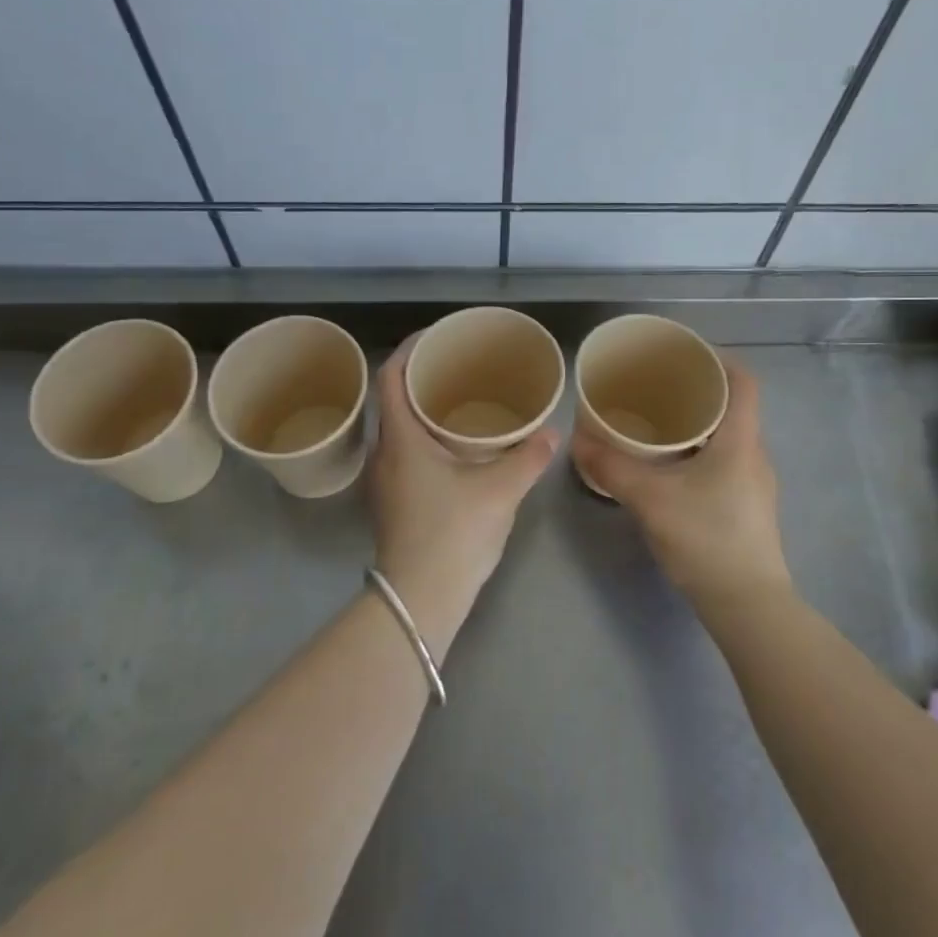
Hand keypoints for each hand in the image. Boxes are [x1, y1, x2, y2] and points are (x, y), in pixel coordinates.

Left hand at [367, 338, 560, 660]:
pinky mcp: (393, 504)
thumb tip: (552, 434)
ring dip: (423, 411)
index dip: (409, 350)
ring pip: (399, 431)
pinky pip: (405, 455)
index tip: (435, 337)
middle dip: (421, 379)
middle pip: (393, 401)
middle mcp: (384, 455)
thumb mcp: (500, 490)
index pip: (391, 378)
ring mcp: (385, 483)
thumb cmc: (453, 533)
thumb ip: (528, 457)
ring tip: (460, 403)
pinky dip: (426, 440)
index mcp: (401, 439)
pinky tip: (456, 450)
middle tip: (458, 368)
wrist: (421, 599)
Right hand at [572, 358, 791, 615]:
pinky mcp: (747, 506)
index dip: (719, 359)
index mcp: (740, 440)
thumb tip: (577, 442)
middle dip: (697, 390)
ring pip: (727, 436)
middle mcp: (754, 454)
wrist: (747, 604)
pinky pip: (723, 461)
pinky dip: (698, 451)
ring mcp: (754, 483)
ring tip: (657, 421)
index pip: (744, 381)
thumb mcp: (651, 499)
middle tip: (657, 385)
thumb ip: (613, 468)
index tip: (685, 352)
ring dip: (697, 424)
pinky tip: (669, 466)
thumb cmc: (706, 539)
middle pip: (733, 406)